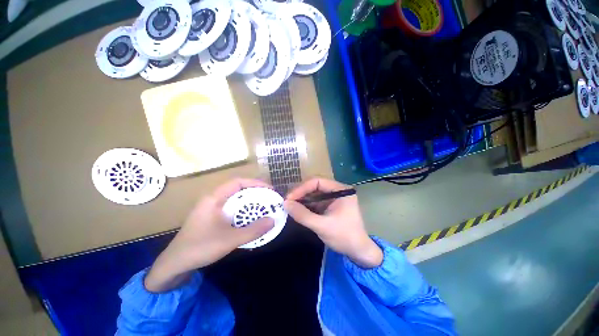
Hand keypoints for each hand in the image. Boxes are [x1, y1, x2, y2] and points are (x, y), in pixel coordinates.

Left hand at [145, 179, 274, 291]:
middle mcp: (213, 199)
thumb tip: (273, 220)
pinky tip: (249, 218)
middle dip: (255, 191)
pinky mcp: (211, 217)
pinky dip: (243, 210)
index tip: (269, 190)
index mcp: (215, 198)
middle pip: (238, 189)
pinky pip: (231, 208)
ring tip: (262, 206)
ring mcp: (211, 208)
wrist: (174, 264)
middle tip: (269, 198)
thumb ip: (253, 230)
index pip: (238, 182)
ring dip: (249, 201)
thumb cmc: (200, 247)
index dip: (256, 183)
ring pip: (235, 199)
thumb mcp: (230, 240)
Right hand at [284, 178, 382, 267]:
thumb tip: (285, 204)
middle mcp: (338, 190)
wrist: (359, 252)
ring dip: (302, 200)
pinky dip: (307, 206)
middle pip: (315, 186)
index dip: (302, 188)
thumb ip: (303, 215)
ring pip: (314, 194)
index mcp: (341, 190)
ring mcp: (334, 198)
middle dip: (301, 194)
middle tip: (288, 202)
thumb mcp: (322, 226)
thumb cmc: (344, 237)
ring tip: (290, 206)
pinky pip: (316, 202)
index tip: (289, 198)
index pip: (318, 182)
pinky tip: (298, 210)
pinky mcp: (331, 206)